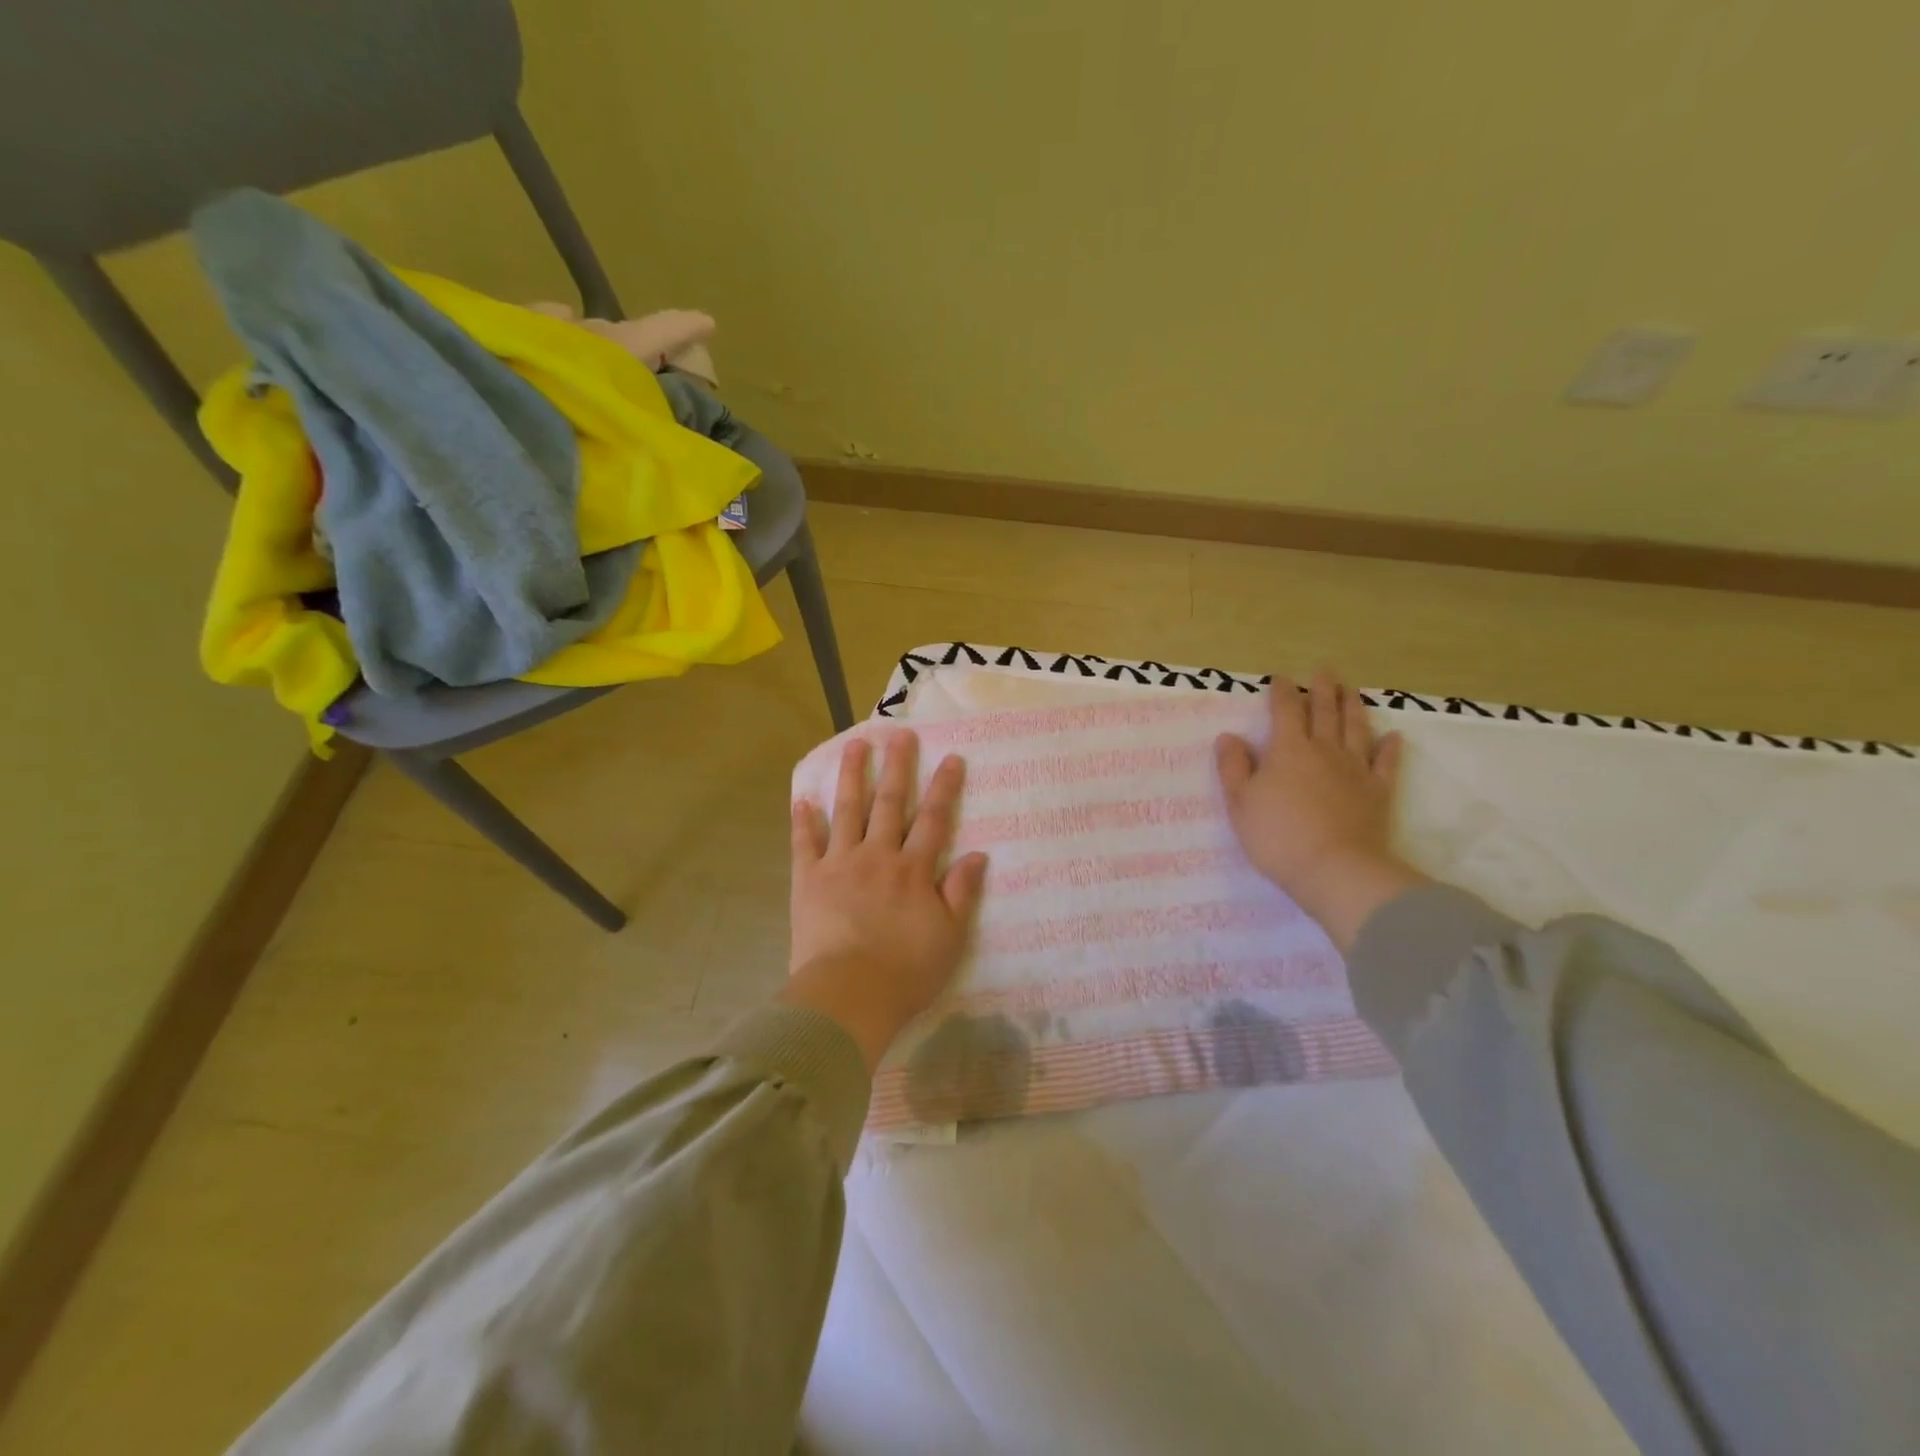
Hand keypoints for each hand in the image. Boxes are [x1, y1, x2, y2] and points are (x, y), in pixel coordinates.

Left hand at [783, 732, 988, 1069]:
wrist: (849, 995)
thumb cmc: (906, 972)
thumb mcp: (950, 937)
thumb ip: (962, 893)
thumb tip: (978, 855)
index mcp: (913, 870)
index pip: (933, 819)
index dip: (944, 787)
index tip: (951, 757)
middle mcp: (878, 856)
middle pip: (889, 803)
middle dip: (898, 767)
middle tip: (899, 734)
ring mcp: (840, 864)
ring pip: (847, 810)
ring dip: (852, 776)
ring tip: (855, 745)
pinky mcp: (808, 880)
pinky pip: (805, 843)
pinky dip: (803, 820)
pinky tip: (802, 798)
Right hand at [1214, 668, 1425, 951]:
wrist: (1334, 868)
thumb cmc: (1277, 836)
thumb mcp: (1240, 803)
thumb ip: (1233, 767)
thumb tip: (1229, 737)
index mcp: (1288, 750)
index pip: (1285, 711)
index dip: (1282, 692)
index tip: (1280, 679)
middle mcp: (1324, 750)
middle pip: (1324, 712)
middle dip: (1322, 689)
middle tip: (1324, 671)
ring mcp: (1355, 770)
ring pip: (1356, 729)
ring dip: (1353, 707)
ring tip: (1352, 690)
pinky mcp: (1377, 792)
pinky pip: (1385, 764)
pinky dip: (1389, 748)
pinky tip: (1392, 737)